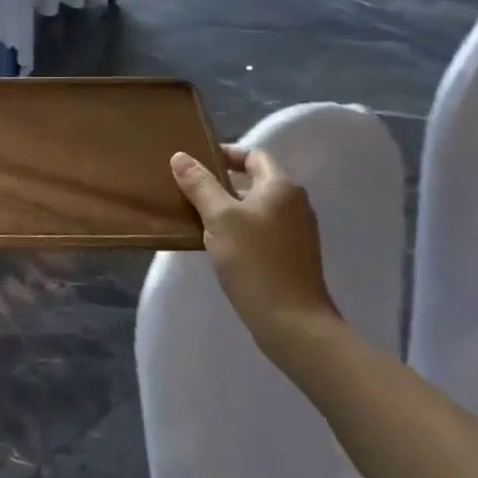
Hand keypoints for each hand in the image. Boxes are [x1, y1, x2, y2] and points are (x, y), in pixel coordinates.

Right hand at [170, 146, 342, 351]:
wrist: (292, 323)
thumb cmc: (255, 261)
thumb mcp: (219, 218)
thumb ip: (199, 184)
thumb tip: (180, 156)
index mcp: (281, 187)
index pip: (253, 155)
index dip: (225, 154)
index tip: (195, 163)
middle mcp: (295, 203)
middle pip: (255, 181)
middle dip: (221, 183)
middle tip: (188, 189)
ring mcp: (297, 232)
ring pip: (256, 207)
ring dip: (228, 208)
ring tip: (197, 216)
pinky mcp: (292, 256)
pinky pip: (261, 230)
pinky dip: (240, 229)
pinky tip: (218, 244)